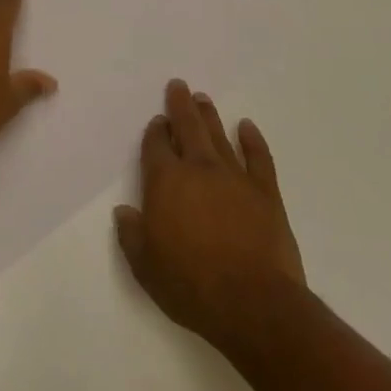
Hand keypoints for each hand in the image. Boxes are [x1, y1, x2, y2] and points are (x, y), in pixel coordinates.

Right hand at [115, 80, 305, 355]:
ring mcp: (235, 177)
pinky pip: (258, 157)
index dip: (155, 132)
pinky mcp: (266, 192)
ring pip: (219, 136)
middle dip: (180, 106)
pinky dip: (252, 139)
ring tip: (203, 99)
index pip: (156, 146)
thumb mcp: (145, 267)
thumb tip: (124, 212)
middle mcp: (199, 169)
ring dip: (209, 116)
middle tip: (179, 86)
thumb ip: (131, 234)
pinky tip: (246, 126)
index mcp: (166, 182)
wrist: (254, 304)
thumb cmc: (191, 285)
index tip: (156, 122)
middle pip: (187, 128)